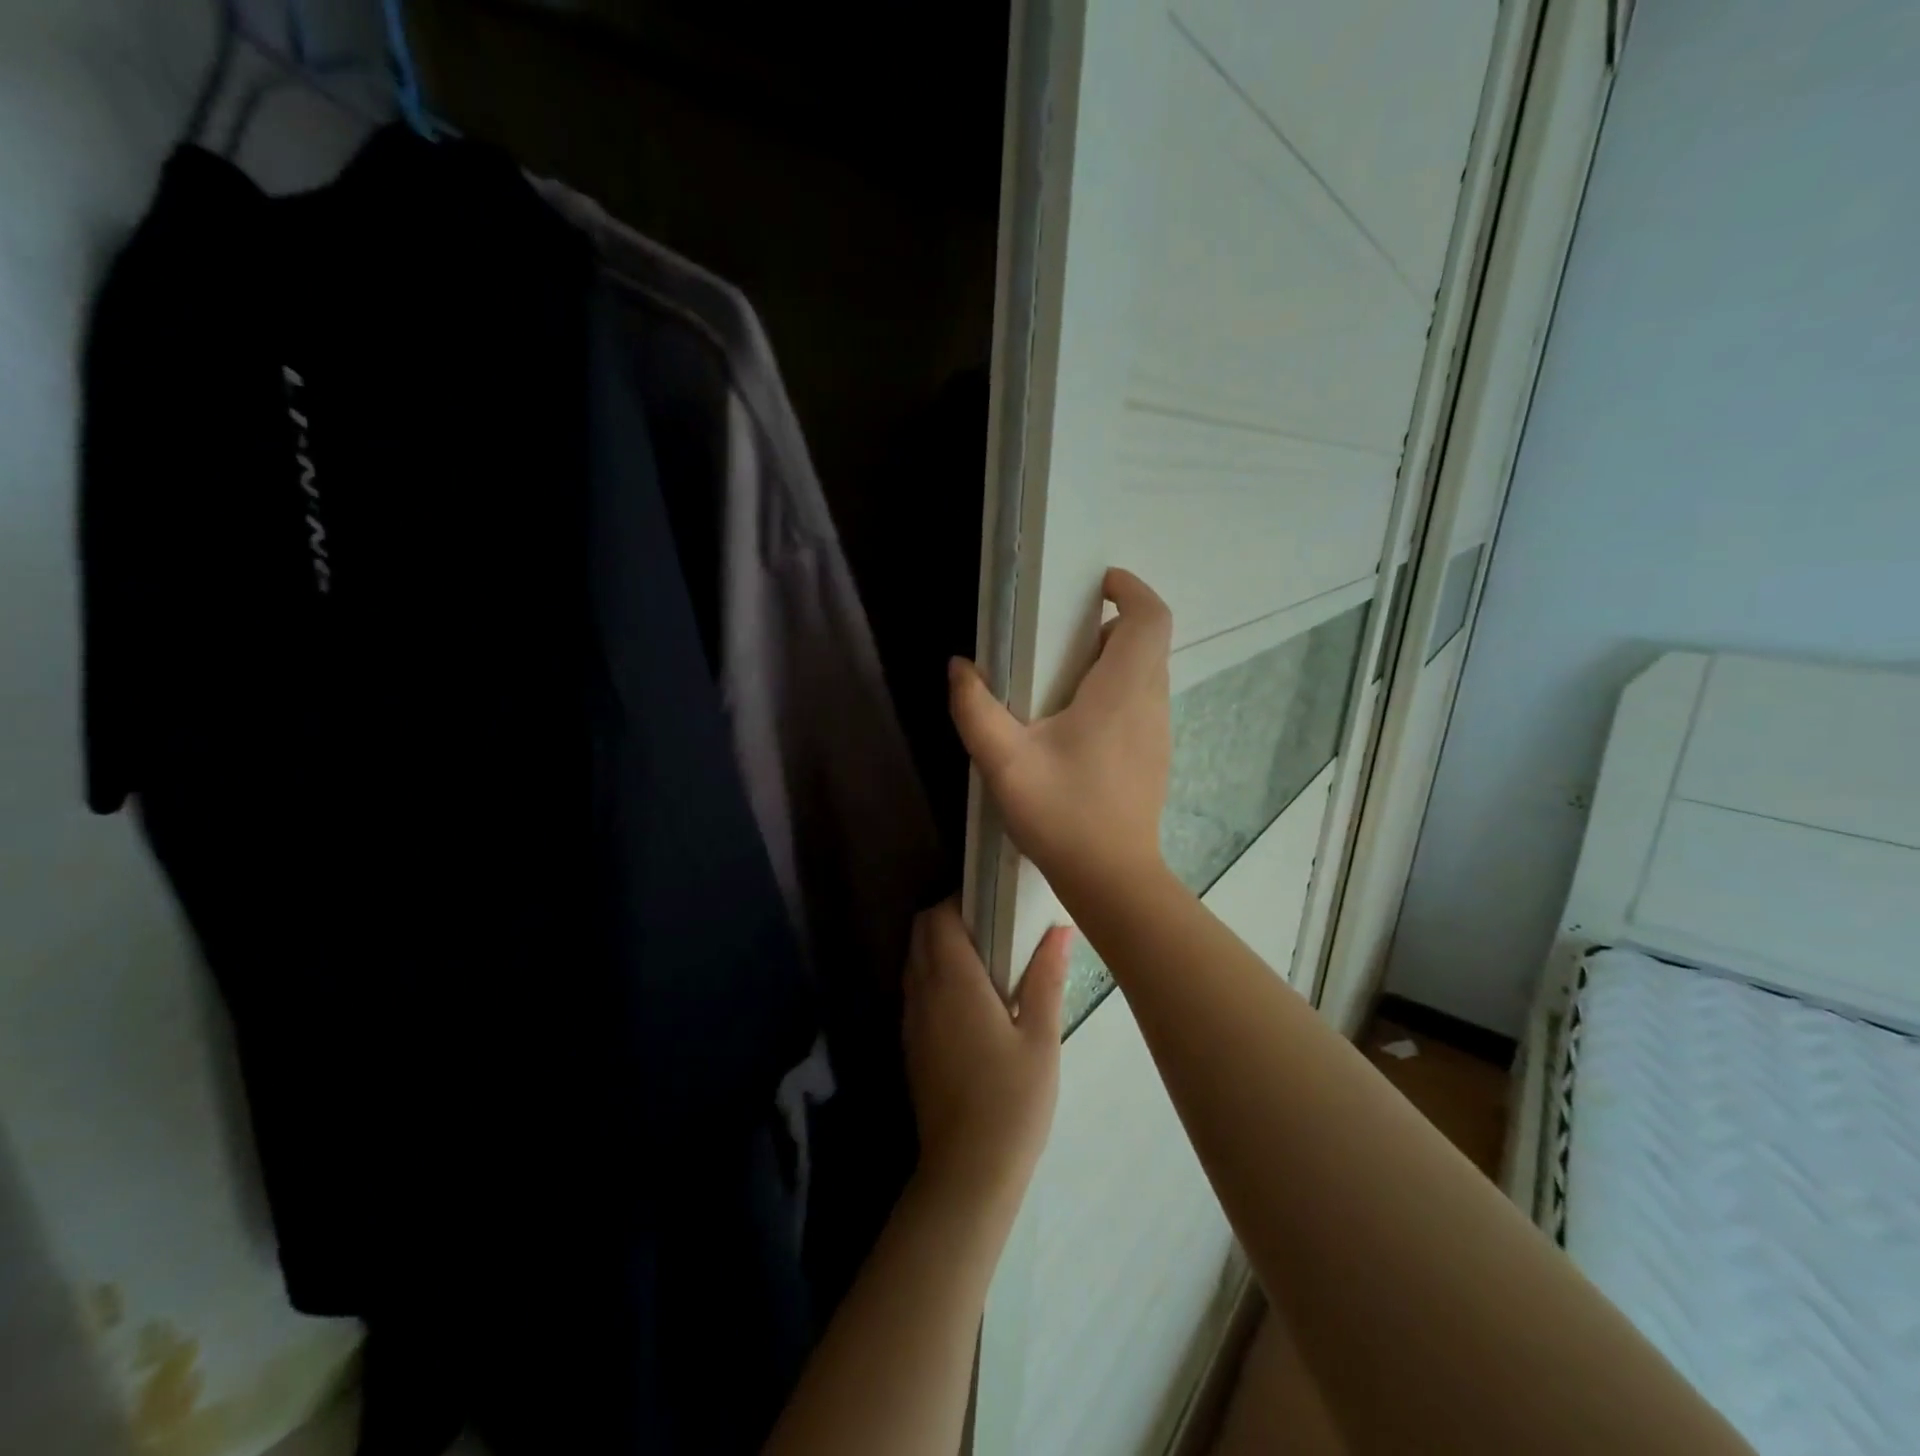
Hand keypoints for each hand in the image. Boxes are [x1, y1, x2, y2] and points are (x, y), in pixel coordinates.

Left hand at [903, 900, 1072, 1221]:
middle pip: (921, 933)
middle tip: (993, 927)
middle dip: (948, 918)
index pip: (938, 917)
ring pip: (914, 961)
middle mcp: (923, 992)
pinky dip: (933, 976)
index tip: (992, 902)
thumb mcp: (1041, 1038)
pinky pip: (915, 990)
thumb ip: (1047, 978)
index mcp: (953, 981)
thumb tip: (1060, 930)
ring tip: (984, 959)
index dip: (960, 900)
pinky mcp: (910, 1045)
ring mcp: (911, 1020)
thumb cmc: (1013, 1100)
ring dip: (939, 947)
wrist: (968, 1171)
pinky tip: (969, 999)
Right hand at [948, 567, 1172, 901]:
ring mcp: (1157, 732)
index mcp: (1123, 691)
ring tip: (1059, 682)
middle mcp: (1150, 703)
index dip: (1131, 589)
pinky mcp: (1153, 756)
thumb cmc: (1063, 814)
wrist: (1112, 879)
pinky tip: (1074, 728)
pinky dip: (1115, 693)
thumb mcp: (1005, 761)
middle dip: (1109, 626)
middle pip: (1147, 642)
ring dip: (1111, 662)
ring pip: (1146, 674)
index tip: (1097, 585)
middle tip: (1060, 638)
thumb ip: (975, 709)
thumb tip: (958, 667)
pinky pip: (1141, 704)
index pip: (1151, 617)